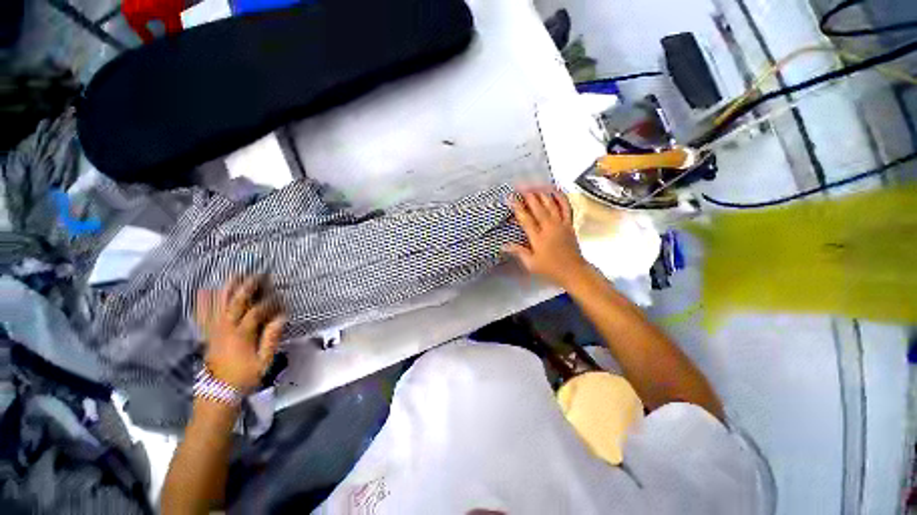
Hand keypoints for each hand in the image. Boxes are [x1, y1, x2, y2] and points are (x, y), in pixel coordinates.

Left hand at [195, 276, 285, 392]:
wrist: (218, 392)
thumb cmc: (245, 376)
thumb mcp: (264, 361)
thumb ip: (271, 338)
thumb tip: (281, 317)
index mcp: (241, 335)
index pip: (256, 312)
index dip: (269, 302)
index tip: (280, 296)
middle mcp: (225, 329)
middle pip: (235, 302)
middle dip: (247, 287)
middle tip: (257, 274)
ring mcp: (214, 330)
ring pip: (218, 304)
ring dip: (226, 288)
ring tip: (234, 274)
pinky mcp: (207, 333)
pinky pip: (203, 314)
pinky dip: (203, 302)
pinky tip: (204, 291)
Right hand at [504, 189, 589, 287]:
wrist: (573, 271)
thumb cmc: (550, 268)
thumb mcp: (531, 264)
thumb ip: (519, 252)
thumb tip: (504, 245)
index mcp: (538, 238)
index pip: (526, 219)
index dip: (517, 207)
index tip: (510, 198)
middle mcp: (549, 227)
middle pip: (538, 207)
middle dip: (528, 195)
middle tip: (520, 186)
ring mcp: (561, 224)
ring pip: (551, 204)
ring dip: (542, 193)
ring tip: (534, 185)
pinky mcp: (569, 223)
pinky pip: (566, 207)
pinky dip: (561, 197)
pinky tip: (556, 190)